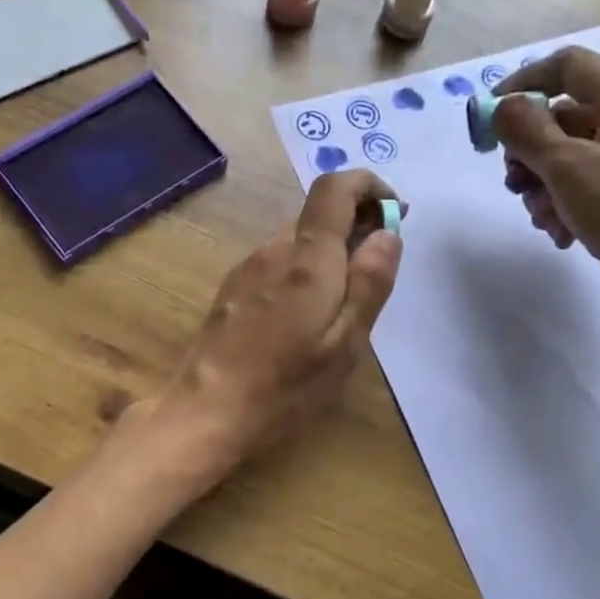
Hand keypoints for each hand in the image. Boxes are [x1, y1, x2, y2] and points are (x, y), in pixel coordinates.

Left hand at [138, 169, 403, 473]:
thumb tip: (388, 234)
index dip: (369, 186)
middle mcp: (273, 251)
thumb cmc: (284, 386)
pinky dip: (302, 272)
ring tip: (344, 302)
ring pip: (296, 243)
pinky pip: (276, 265)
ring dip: (328, 253)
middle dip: (355, 226)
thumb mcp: (344, 344)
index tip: (395, 211)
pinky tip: (304, 317)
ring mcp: (246, 270)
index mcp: (307, 259)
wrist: (204, 412)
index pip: (335, 189)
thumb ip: (370, 284)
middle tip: (378, 267)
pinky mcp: (231, 292)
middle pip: (317, 215)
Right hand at [492, 47, 599, 345]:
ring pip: (569, 156)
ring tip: (542, 218)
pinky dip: (564, 205)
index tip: (489, 119)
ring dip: (543, 186)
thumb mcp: (568, 168)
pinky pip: (585, 186)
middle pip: (563, 116)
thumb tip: (502, 106)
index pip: (567, 66)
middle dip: (529, 152)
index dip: (523, 83)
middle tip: (514, 184)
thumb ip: (528, 131)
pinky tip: (560, 234)